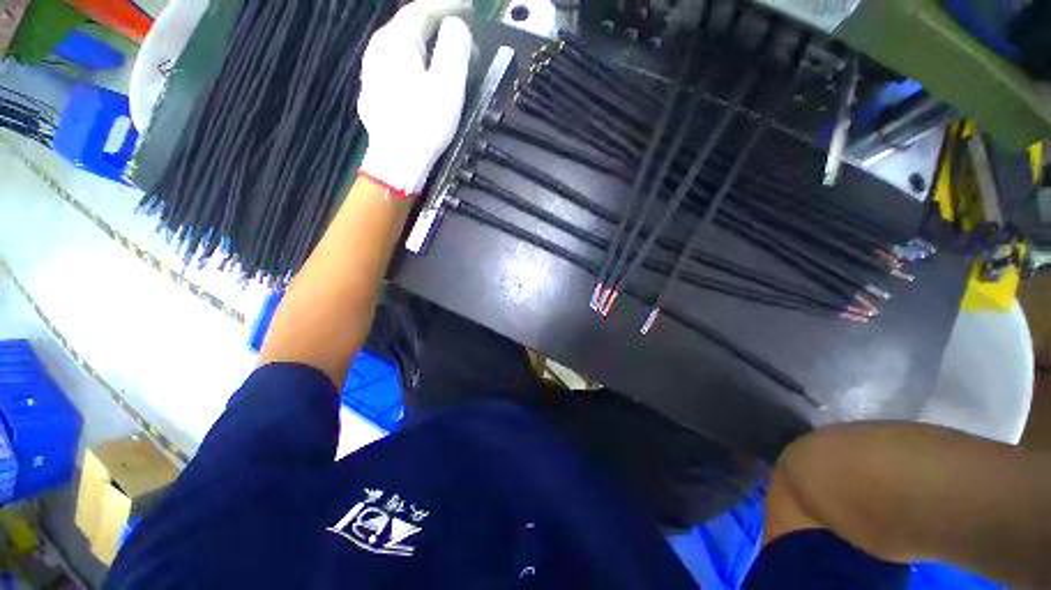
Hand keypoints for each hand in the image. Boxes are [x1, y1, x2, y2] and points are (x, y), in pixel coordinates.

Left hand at [357, 0, 473, 195]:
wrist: (396, 162)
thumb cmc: (424, 124)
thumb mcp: (447, 85)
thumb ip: (454, 48)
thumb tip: (457, 26)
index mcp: (397, 40)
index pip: (424, 8)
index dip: (449, 5)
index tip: (472, 8)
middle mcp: (379, 47)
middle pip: (412, 25)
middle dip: (441, 26)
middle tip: (466, 38)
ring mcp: (373, 69)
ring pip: (405, 46)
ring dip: (430, 46)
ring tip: (450, 59)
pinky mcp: (375, 90)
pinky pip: (399, 65)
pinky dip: (418, 64)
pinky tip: (427, 78)